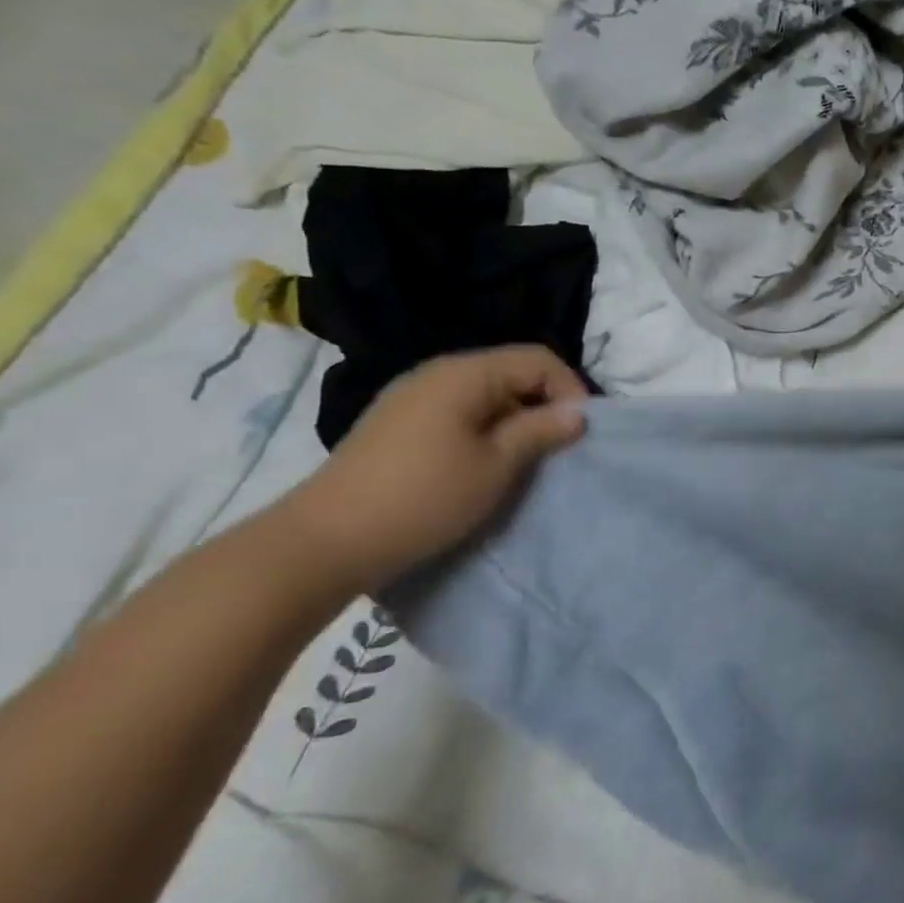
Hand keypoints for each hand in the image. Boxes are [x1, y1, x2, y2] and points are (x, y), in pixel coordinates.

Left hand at [277, 346, 587, 596]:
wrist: (324, 542)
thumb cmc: (423, 498)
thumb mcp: (496, 465)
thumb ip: (541, 431)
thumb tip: (578, 412)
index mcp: (464, 373)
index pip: (537, 359)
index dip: (569, 389)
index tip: (579, 431)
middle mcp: (437, 373)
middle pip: (510, 372)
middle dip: (542, 405)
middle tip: (556, 449)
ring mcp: (411, 397)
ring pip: (485, 394)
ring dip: (514, 420)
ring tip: (522, 460)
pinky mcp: (397, 423)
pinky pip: (457, 411)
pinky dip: (483, 429)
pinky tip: (481, 464)